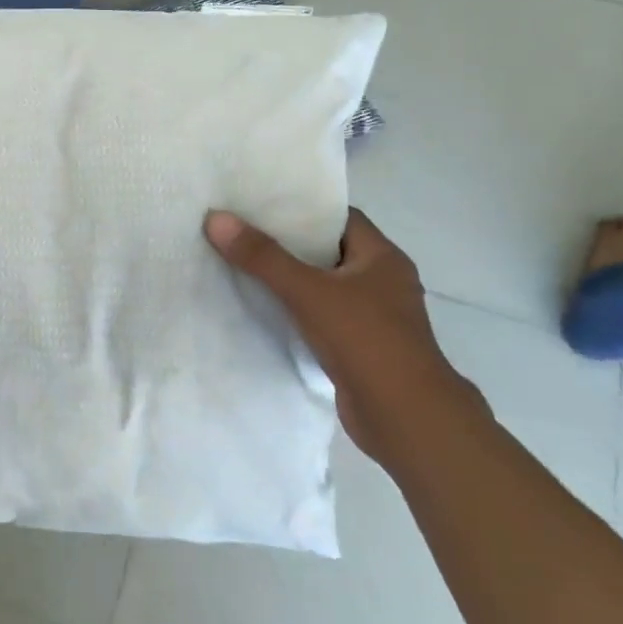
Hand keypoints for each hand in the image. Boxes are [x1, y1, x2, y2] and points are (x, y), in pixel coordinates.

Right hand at [205, 208, 483, 461]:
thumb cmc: (365, 341)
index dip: (303, 209)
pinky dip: (296, 312)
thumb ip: (262, 257)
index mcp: (383, 258)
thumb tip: (216, 218)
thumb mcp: (308, 291)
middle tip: (242, 231)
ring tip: (242, 266)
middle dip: (288, 243)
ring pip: (324, 287)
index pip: (340, 218)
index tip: (261, 204)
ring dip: (290, 280)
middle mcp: (383, 282)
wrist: (405, 419)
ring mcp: (374, 317)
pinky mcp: (361, 348)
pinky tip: (263, 310)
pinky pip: (322, 317)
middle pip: (328, 251)